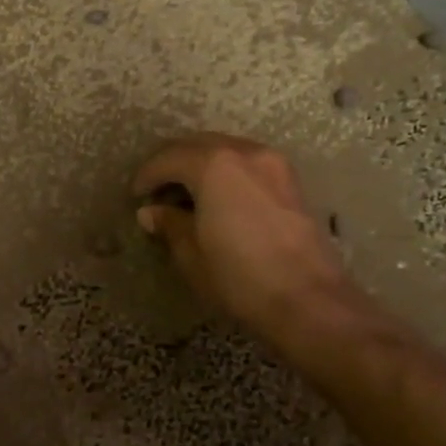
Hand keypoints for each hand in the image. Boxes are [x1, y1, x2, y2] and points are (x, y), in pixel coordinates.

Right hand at [132, 133, 389, 362]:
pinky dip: (226, 171)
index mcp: (214, 164)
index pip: (168, 158)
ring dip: (201, 164)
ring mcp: (273, 163)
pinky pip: (247, 163)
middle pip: (197, 145)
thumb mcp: (191, 254)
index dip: (147, 175)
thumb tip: (151, 212)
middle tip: (157, 189)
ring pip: (225, 150)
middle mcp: (244, 152)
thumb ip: (170, 224)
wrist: (309, 301)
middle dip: (172, 163)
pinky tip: (218, 198)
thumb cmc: (240, 276)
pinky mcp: (291, 181)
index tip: (135, 195)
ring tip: (187, 193)